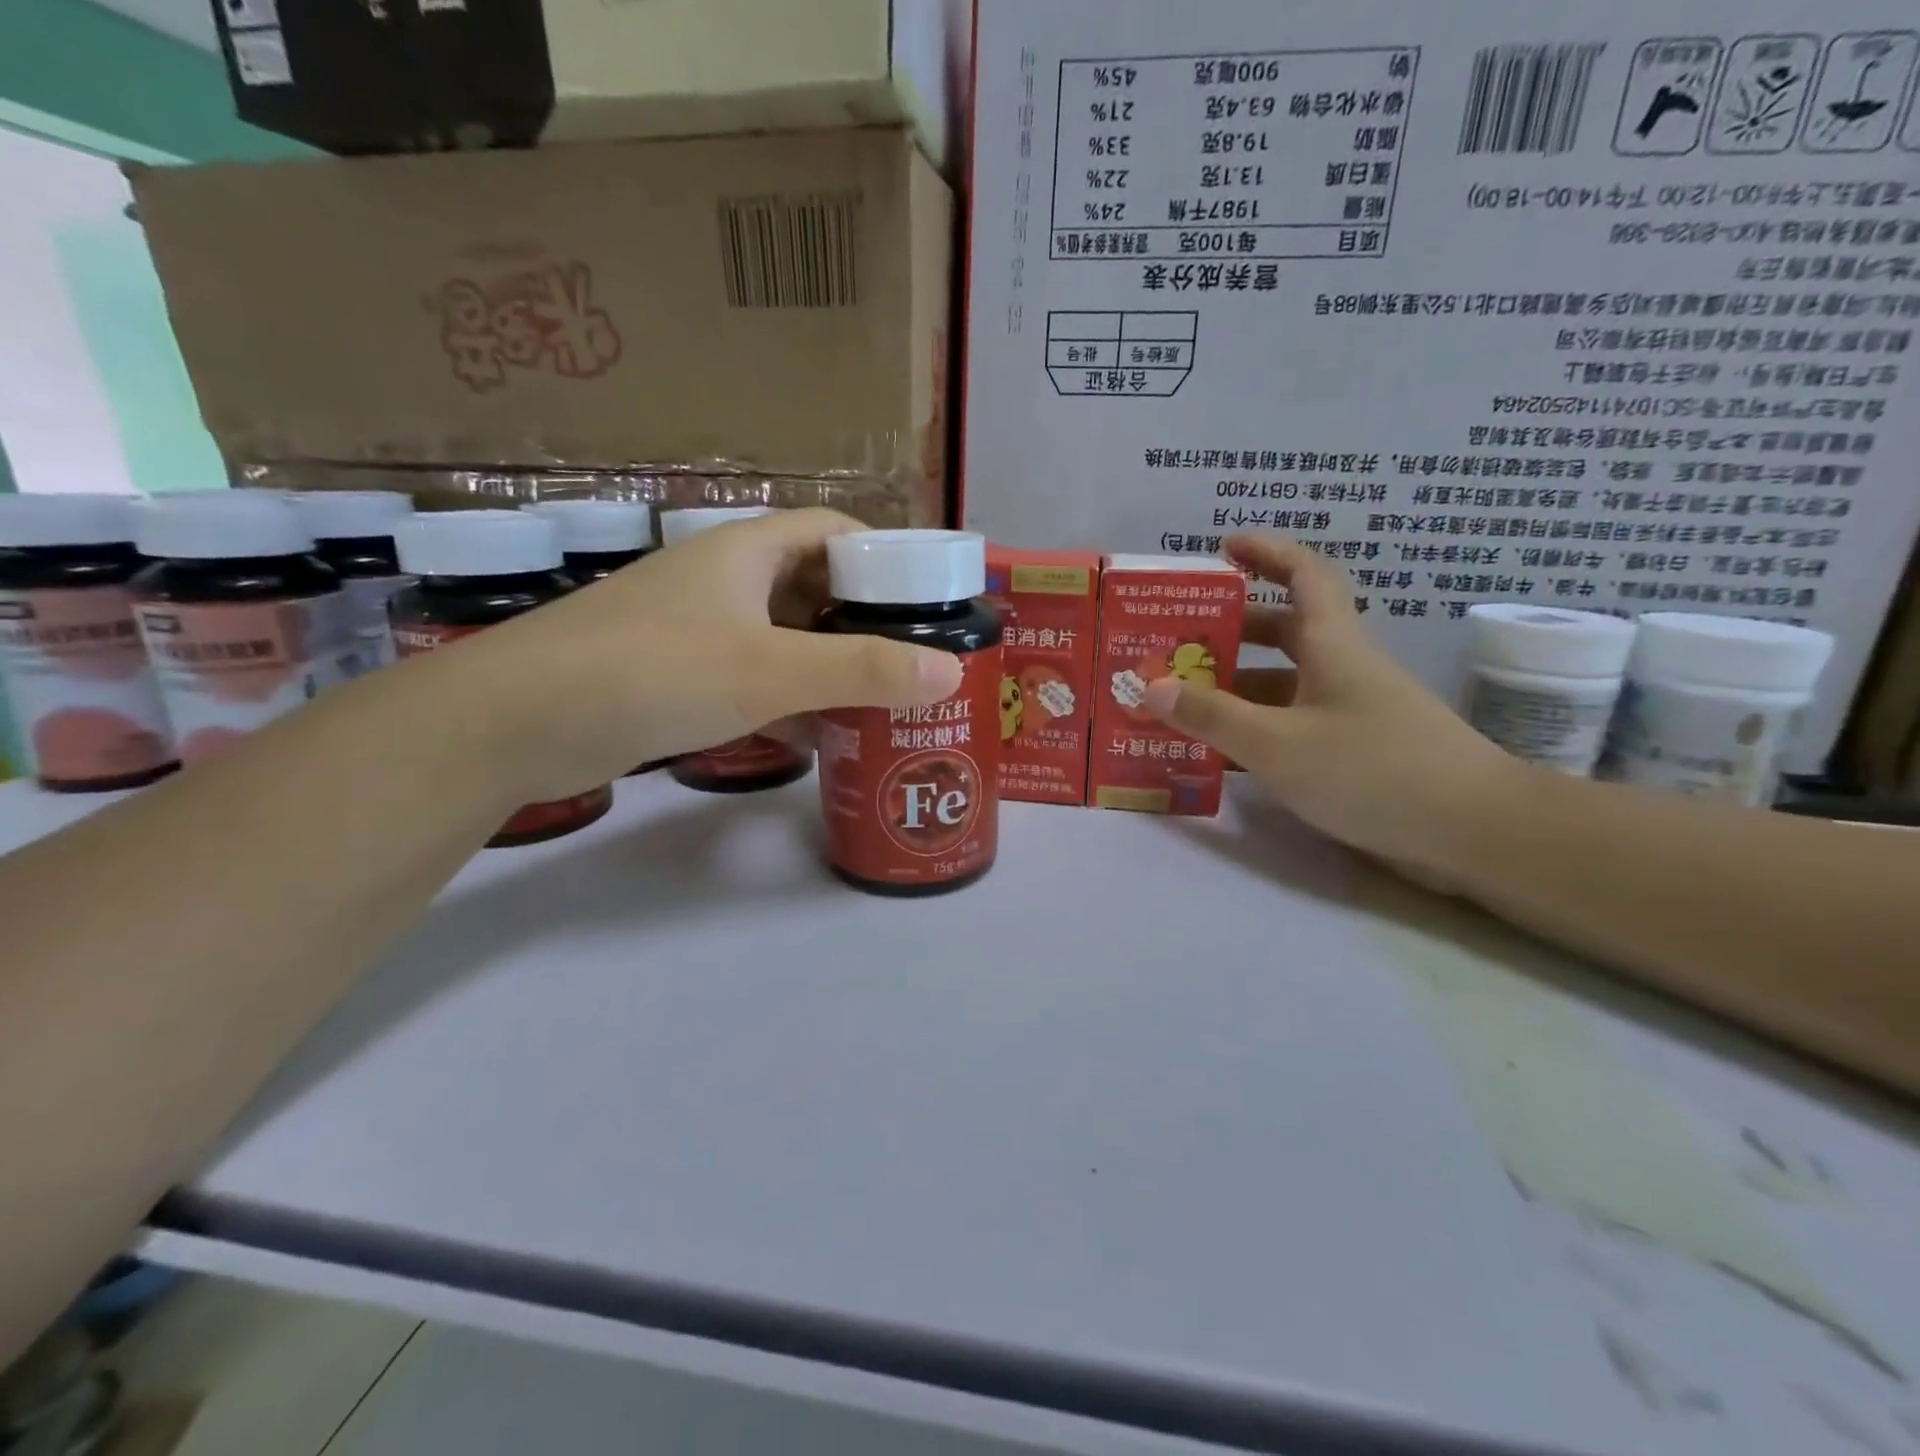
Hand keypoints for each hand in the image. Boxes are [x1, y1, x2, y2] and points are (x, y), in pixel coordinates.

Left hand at [417, 509, 962, 802]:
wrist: (514, 722)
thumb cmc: (652, 672)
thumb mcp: (768, 670)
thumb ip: (860, 669)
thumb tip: (949, 670)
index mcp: (744, 552)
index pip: (831, 531)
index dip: (882, 556)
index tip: (924, 600)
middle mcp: (722, 581)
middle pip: (812, 586)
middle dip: (863, 619)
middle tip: (913, 660)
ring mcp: (695, 629)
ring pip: (782, 636)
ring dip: (828, 663)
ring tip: (881, 698)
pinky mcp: (675, 675)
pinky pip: (751, 675)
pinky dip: (788, 696)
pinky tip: (818, 731)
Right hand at [1141, 534, 1517, 879]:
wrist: (1473, 832)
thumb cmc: (1373, 769)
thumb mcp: (1278, 743)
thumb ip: (1212, 716)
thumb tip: (1150, 685)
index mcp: (1333, 645)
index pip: (1304, 575)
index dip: (1267, 552)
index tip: (1223, 546)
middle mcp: (1342, 668)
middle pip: (1285, 631)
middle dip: (1232, 629)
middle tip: (1179, 640)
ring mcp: (1351, 711)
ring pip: (1285, 683)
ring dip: (1236, 686)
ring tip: (1182, 699)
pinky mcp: (1354, 750)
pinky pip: (1293, 724)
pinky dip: (1255, 728)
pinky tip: (1219, 752)